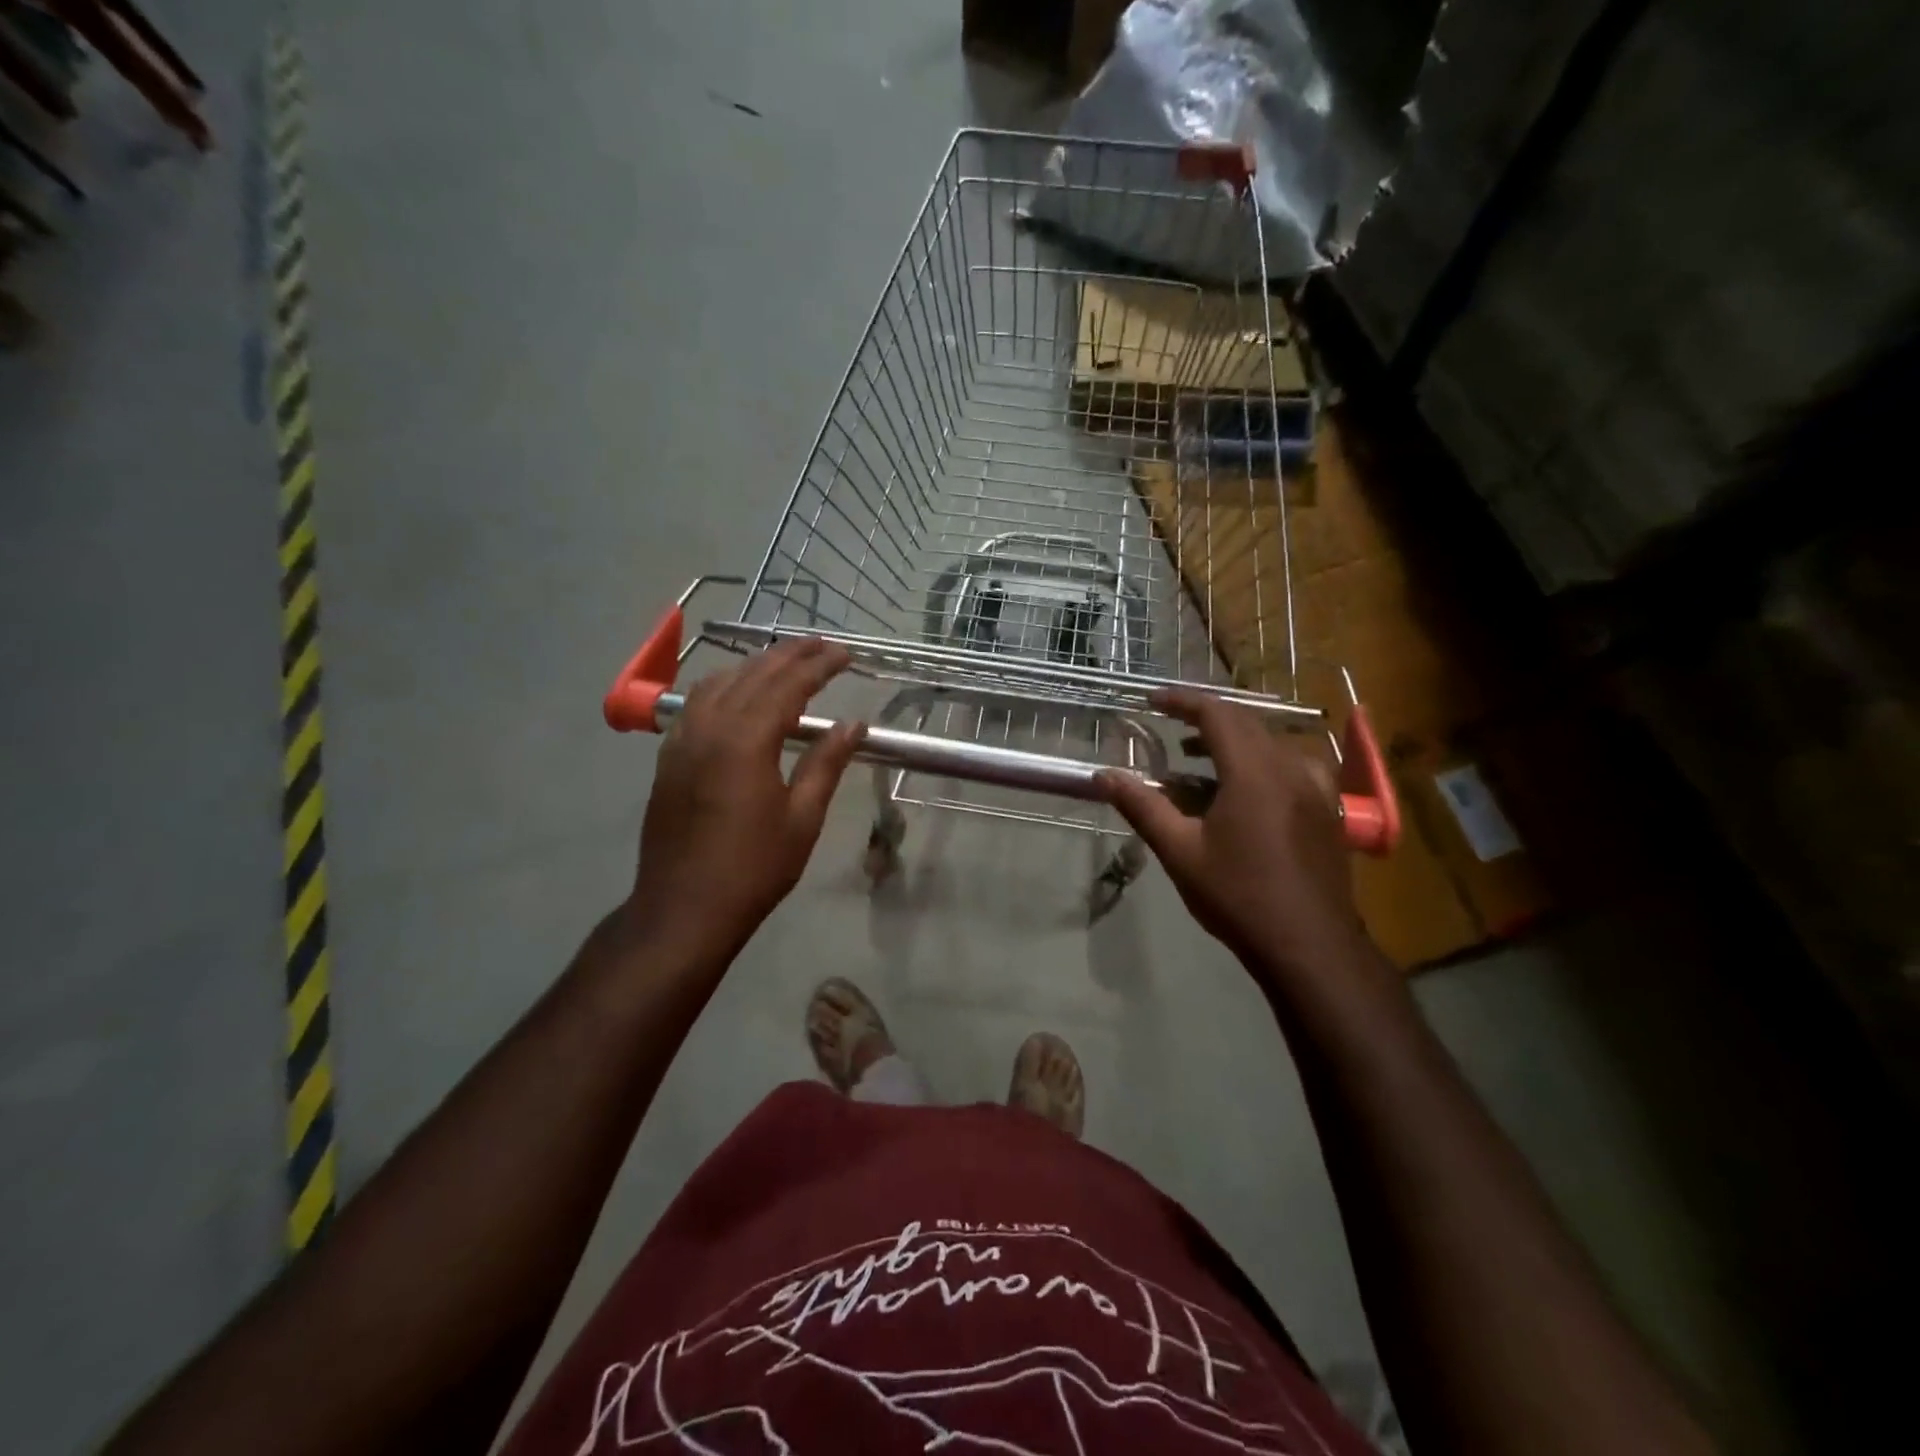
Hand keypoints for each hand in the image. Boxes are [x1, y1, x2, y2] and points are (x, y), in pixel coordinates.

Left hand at [626, 639, 864, 963]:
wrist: (683, 909)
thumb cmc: (753, 868)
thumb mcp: (802, 818)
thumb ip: (826, 764)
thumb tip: (853, 725)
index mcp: (747, 741)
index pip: (788, 686)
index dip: (819, 667)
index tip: (846, 655)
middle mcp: (710, 728)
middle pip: (753, 675)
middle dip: (790, 655)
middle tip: (822, 646)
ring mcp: (682, 740)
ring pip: (719, 683)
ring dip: (755, 665)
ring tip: (785, 662)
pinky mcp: (668, 757)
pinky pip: (695, 703)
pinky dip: (724, 685)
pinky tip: (737, 693)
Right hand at [1098, 688, 1366, 981]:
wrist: (1309, 946)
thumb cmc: (1239, 896)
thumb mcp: (1180, 851)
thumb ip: (1142, 806)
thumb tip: (1104, 775)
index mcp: (1254, 771)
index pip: (1217, 713)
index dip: (1182, 701)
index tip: (1151, 700)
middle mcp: (1290, 768)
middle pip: (1247, 723)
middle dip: (1206, 718)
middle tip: (1172, 728)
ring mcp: (1317, 789)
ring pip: (1272, 743)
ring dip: (1235, 740)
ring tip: (1202, 758)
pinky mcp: (1328, 810)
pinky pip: (1295, 766)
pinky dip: (1264, 761)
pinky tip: (1251, 788)